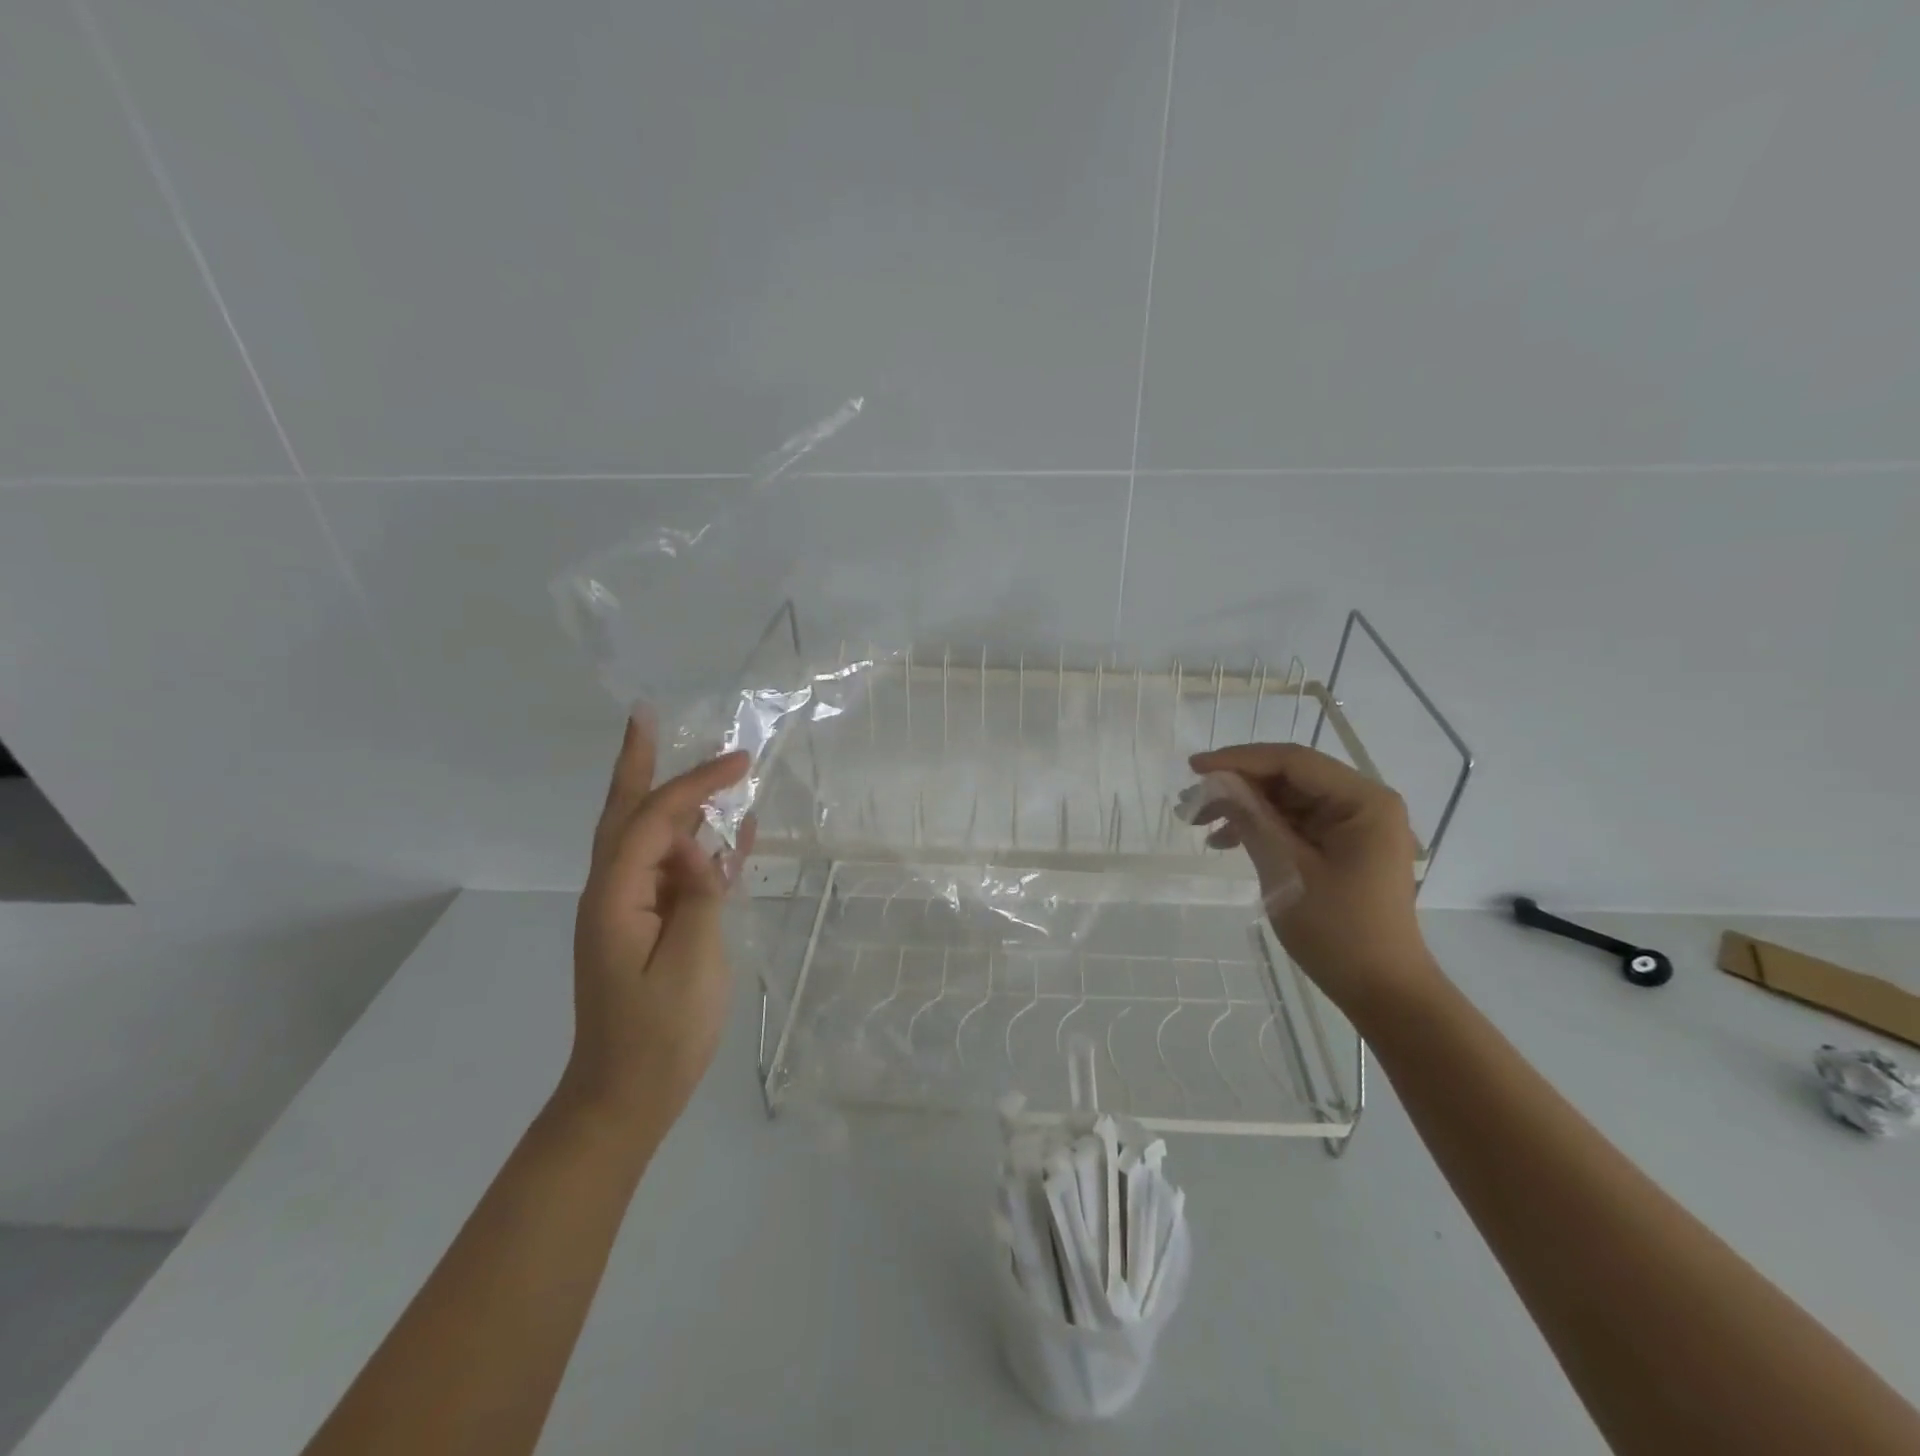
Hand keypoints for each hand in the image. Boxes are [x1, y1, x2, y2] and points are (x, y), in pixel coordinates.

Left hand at [563, 711, 754, 1133]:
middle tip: (644, 717)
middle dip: (638, 764)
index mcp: (616, 896)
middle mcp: (613, 892)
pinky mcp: (645, 927)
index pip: (655, 820)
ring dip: (670, 800)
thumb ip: (698, 895)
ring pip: (645, 839)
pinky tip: (725, 835)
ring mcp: (627, 910)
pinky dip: (692, 846)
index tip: (740, 760)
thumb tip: (701, 850)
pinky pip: (669, 872)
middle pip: (625, 814)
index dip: (695, 783)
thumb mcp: (691, 963)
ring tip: (698, 767)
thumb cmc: (659, 1035)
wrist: (625, 1097)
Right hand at [1186, 743, 1436, 1012]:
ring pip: (1289, 799)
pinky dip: (1262, 827)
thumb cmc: (1339, 931)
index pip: (1293, 761)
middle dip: (1238, 785)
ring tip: (1202, 824)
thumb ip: (1252, 818)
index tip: (1194, 768)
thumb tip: (1216, 782)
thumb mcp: (1286, 870)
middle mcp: (1365, 803)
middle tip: (1193, 801)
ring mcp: (1357, 826)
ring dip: (1246, 807)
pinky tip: (1228, 841)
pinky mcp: (1346, 846)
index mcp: (1364, 801)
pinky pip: (1297, 823)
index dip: (1239, 760)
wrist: (1384, 991)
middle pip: (1291, 777)